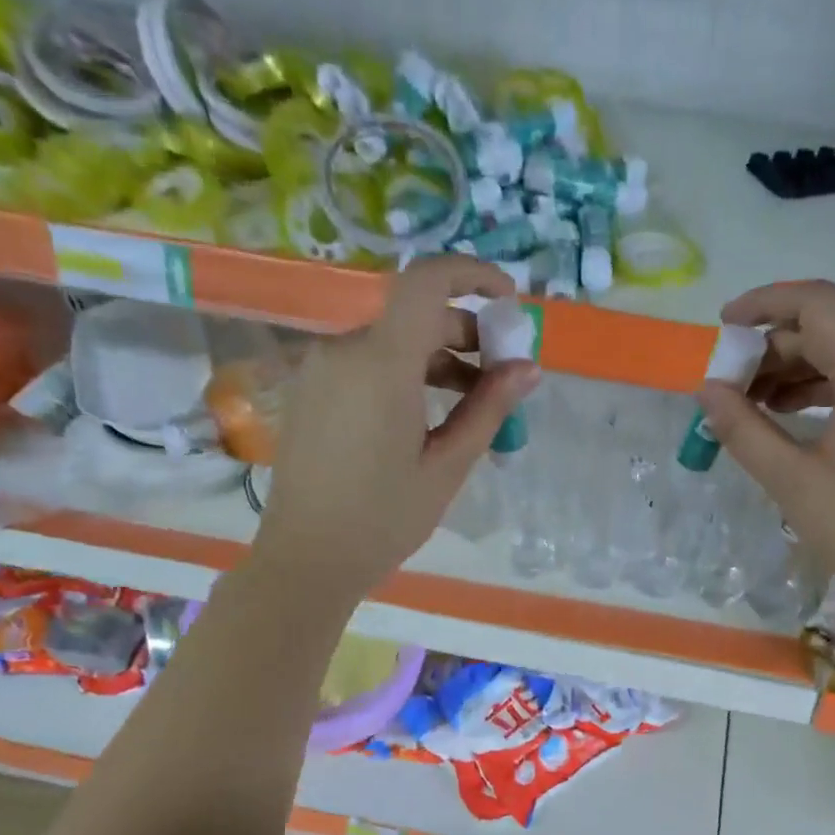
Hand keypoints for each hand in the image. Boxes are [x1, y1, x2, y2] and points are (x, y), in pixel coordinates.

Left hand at [253, 256, 539, 600]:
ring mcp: (321, 369)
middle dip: (466, 334)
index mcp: (381, 365)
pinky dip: (405, 374)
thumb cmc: (383, 519)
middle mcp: (344, 351)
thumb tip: (528, 367)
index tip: (508, 301)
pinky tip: (425, 417)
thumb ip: (488, 409)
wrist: (306, 559)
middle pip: (415, 316)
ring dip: (437, 359)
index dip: (472, 275)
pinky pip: (367, 363)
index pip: (426, 282)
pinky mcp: (311, 389)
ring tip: (471, 406)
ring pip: (392, 341)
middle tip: (502, 377)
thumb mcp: (447, 467)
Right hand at [697, 280, 834, 598]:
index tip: (724, 326)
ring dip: (796, 370)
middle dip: (773, 349)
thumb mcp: (790, 480)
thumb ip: (743, 428)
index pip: (817, 304)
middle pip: (829, 330)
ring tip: (752, 404)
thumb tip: (708, 390)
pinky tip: (791, 414)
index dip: (764, 304)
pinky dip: (825, 386)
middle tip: (730, 386)